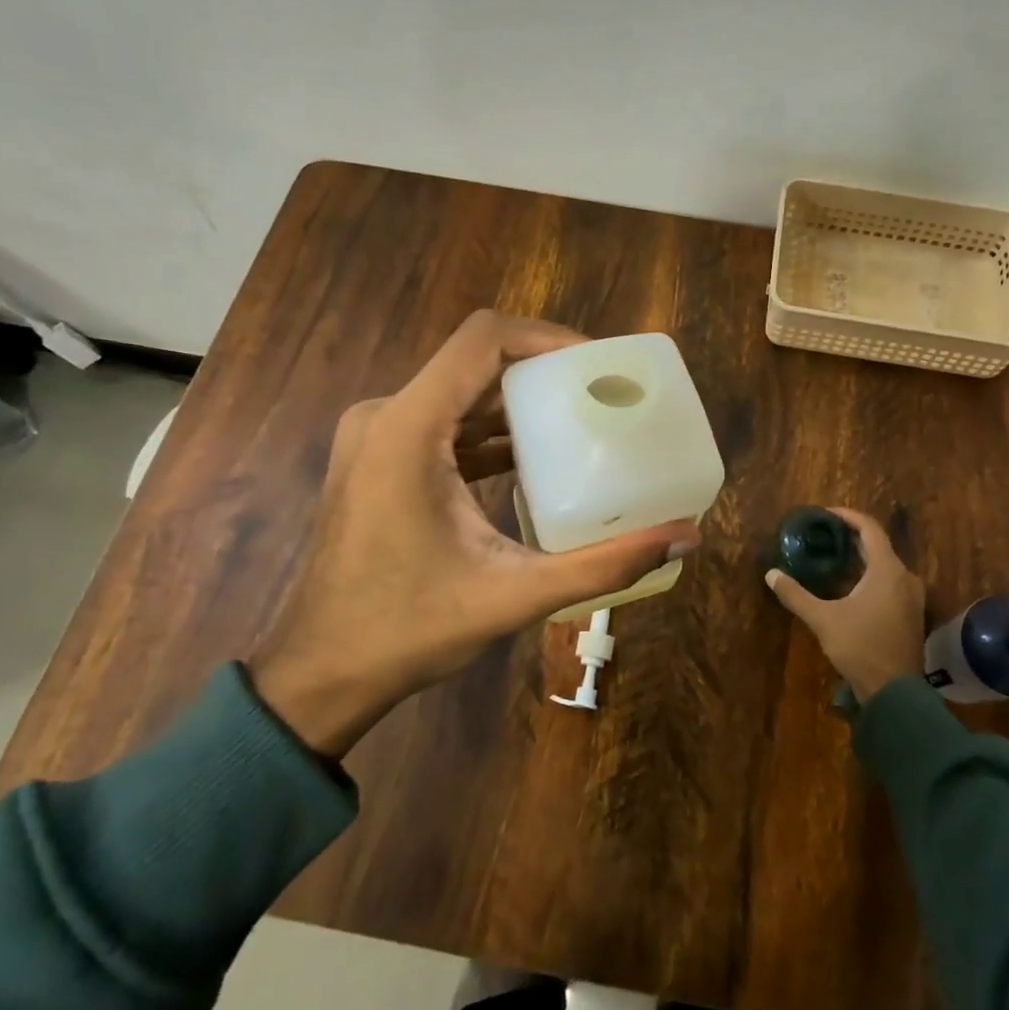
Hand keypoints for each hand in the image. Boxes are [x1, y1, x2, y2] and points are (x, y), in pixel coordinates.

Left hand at [249, 311, 699, 756]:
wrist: (321, 673)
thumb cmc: (409, 630)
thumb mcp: (515, 595)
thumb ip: (604, 565)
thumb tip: (686, 538)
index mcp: (409, 428)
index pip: (483, 338)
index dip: (546, 336)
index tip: (596, 363)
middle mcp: (385, 415)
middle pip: (475, 360)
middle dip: (542, 370)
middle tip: (601, 393)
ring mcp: (376, 435)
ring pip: (459, 391)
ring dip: (517, 401)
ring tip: (579, 419)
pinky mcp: (378, 458)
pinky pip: (443, 421)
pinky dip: (489, 429)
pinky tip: (533, 457)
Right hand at [766, 508, 925, 701]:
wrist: (895, 693)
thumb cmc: (860, 647)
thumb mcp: (823, 619)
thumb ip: (796, 594)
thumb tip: (771, 574)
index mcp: (887, 570)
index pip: (869, 529)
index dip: (848, 516)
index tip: (825, 514)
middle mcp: (905, 577)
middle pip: (878, 545)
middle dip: (851, 537)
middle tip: (824, 535)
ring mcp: (912, 596)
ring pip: (885, 565)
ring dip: (861, 558)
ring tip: (834, 558)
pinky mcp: (911, 613)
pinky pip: (890, 582)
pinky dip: (871, 576)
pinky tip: (850, 586)